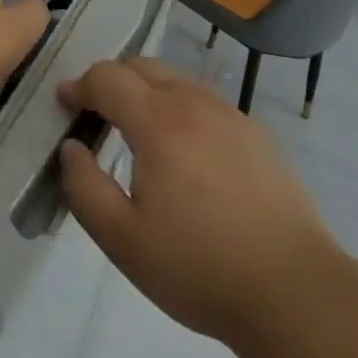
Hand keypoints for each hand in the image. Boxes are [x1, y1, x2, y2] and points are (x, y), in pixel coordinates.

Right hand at [58, 58, 331, 348]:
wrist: (293, 290)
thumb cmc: (198, 267)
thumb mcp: (122, 239)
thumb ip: (84, 187)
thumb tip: (71, 148)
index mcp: (157, 121)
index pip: (107, 77)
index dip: (79, 85)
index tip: (64, 103)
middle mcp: (194, 103)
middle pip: (142, 66)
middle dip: (112, 81)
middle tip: (97, 115)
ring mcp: (231, 114)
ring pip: (177, 80)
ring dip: (148, 92)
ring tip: (139, 133)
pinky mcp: (257, 133)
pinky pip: (206, 102)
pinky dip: (181, 109)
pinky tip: (186, 153)